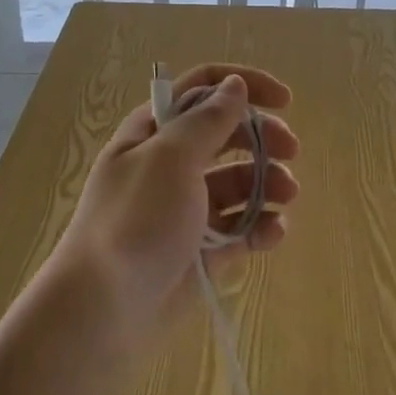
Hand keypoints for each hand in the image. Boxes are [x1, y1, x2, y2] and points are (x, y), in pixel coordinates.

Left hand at [50, 63, 298, 341]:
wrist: (103, 310)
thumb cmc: (136, 219)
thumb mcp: (171, 158)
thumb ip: (208, 119)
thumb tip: (234, 85)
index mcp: (155, 131)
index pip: (203, 89)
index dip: (244, 86)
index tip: (284, 100)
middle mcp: (170, 163)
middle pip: (226, 135)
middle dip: (262, 137)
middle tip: (291, 150)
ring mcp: (186, 208)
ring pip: (238, 182)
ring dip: (267, 182)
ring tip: (287, 196)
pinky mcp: (200, 250)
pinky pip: (239, 228)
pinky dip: (260, 226)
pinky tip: (274, 232)